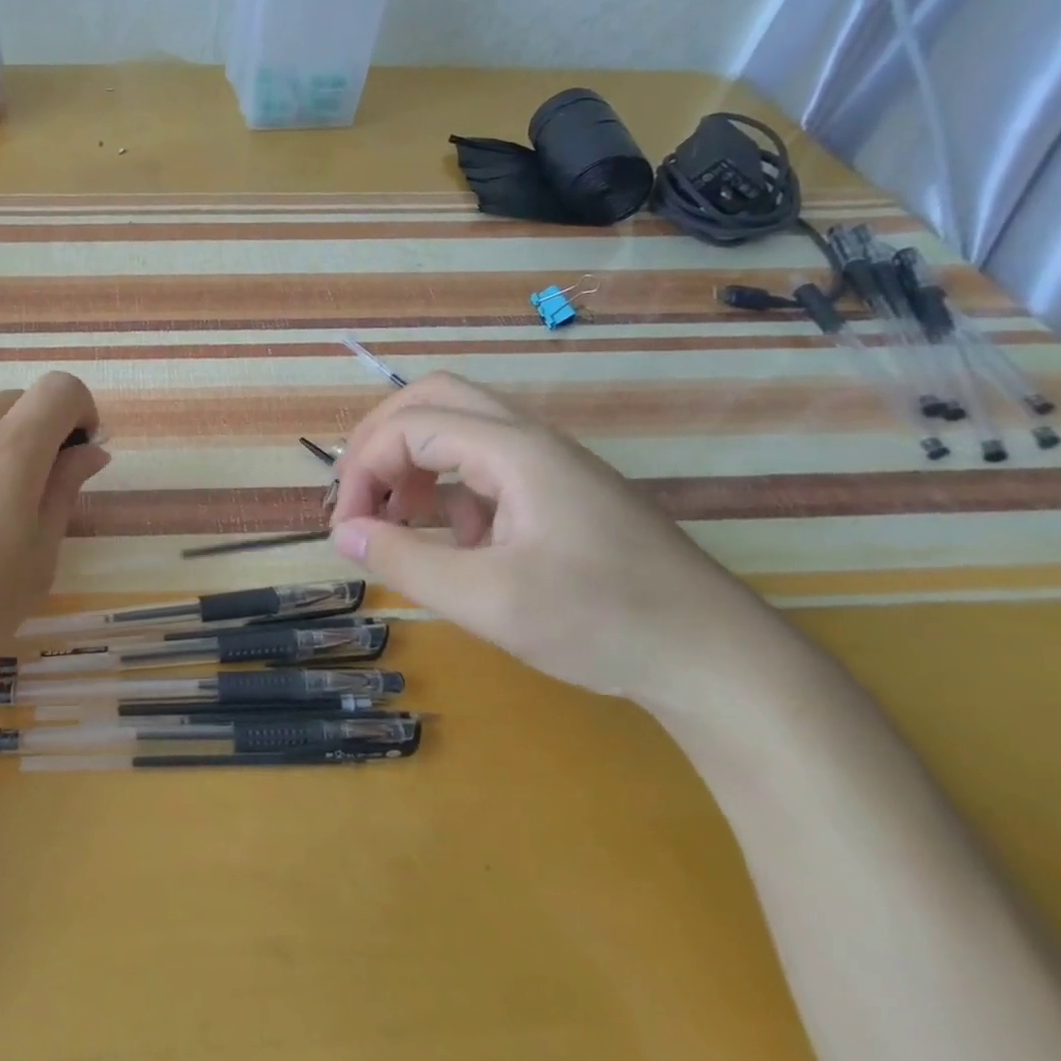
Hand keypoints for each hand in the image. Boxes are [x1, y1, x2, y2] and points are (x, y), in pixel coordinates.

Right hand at [329, 372, 789, 709]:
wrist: (717, 660)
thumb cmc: (601, 623)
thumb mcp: (487, 600)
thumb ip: (404, 561)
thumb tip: (343, 534)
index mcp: (515, 451)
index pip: (410, 426)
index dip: (362, 469)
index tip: (346, 530)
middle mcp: (530, 441)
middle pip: (433, 400)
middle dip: (381, 442)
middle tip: (360, 496)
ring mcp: (549, 466)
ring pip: (458, 429)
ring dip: (412, 463)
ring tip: (395, 520)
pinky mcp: (559, 494)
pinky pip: (484, 466)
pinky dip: (448, 490)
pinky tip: (453, 542)